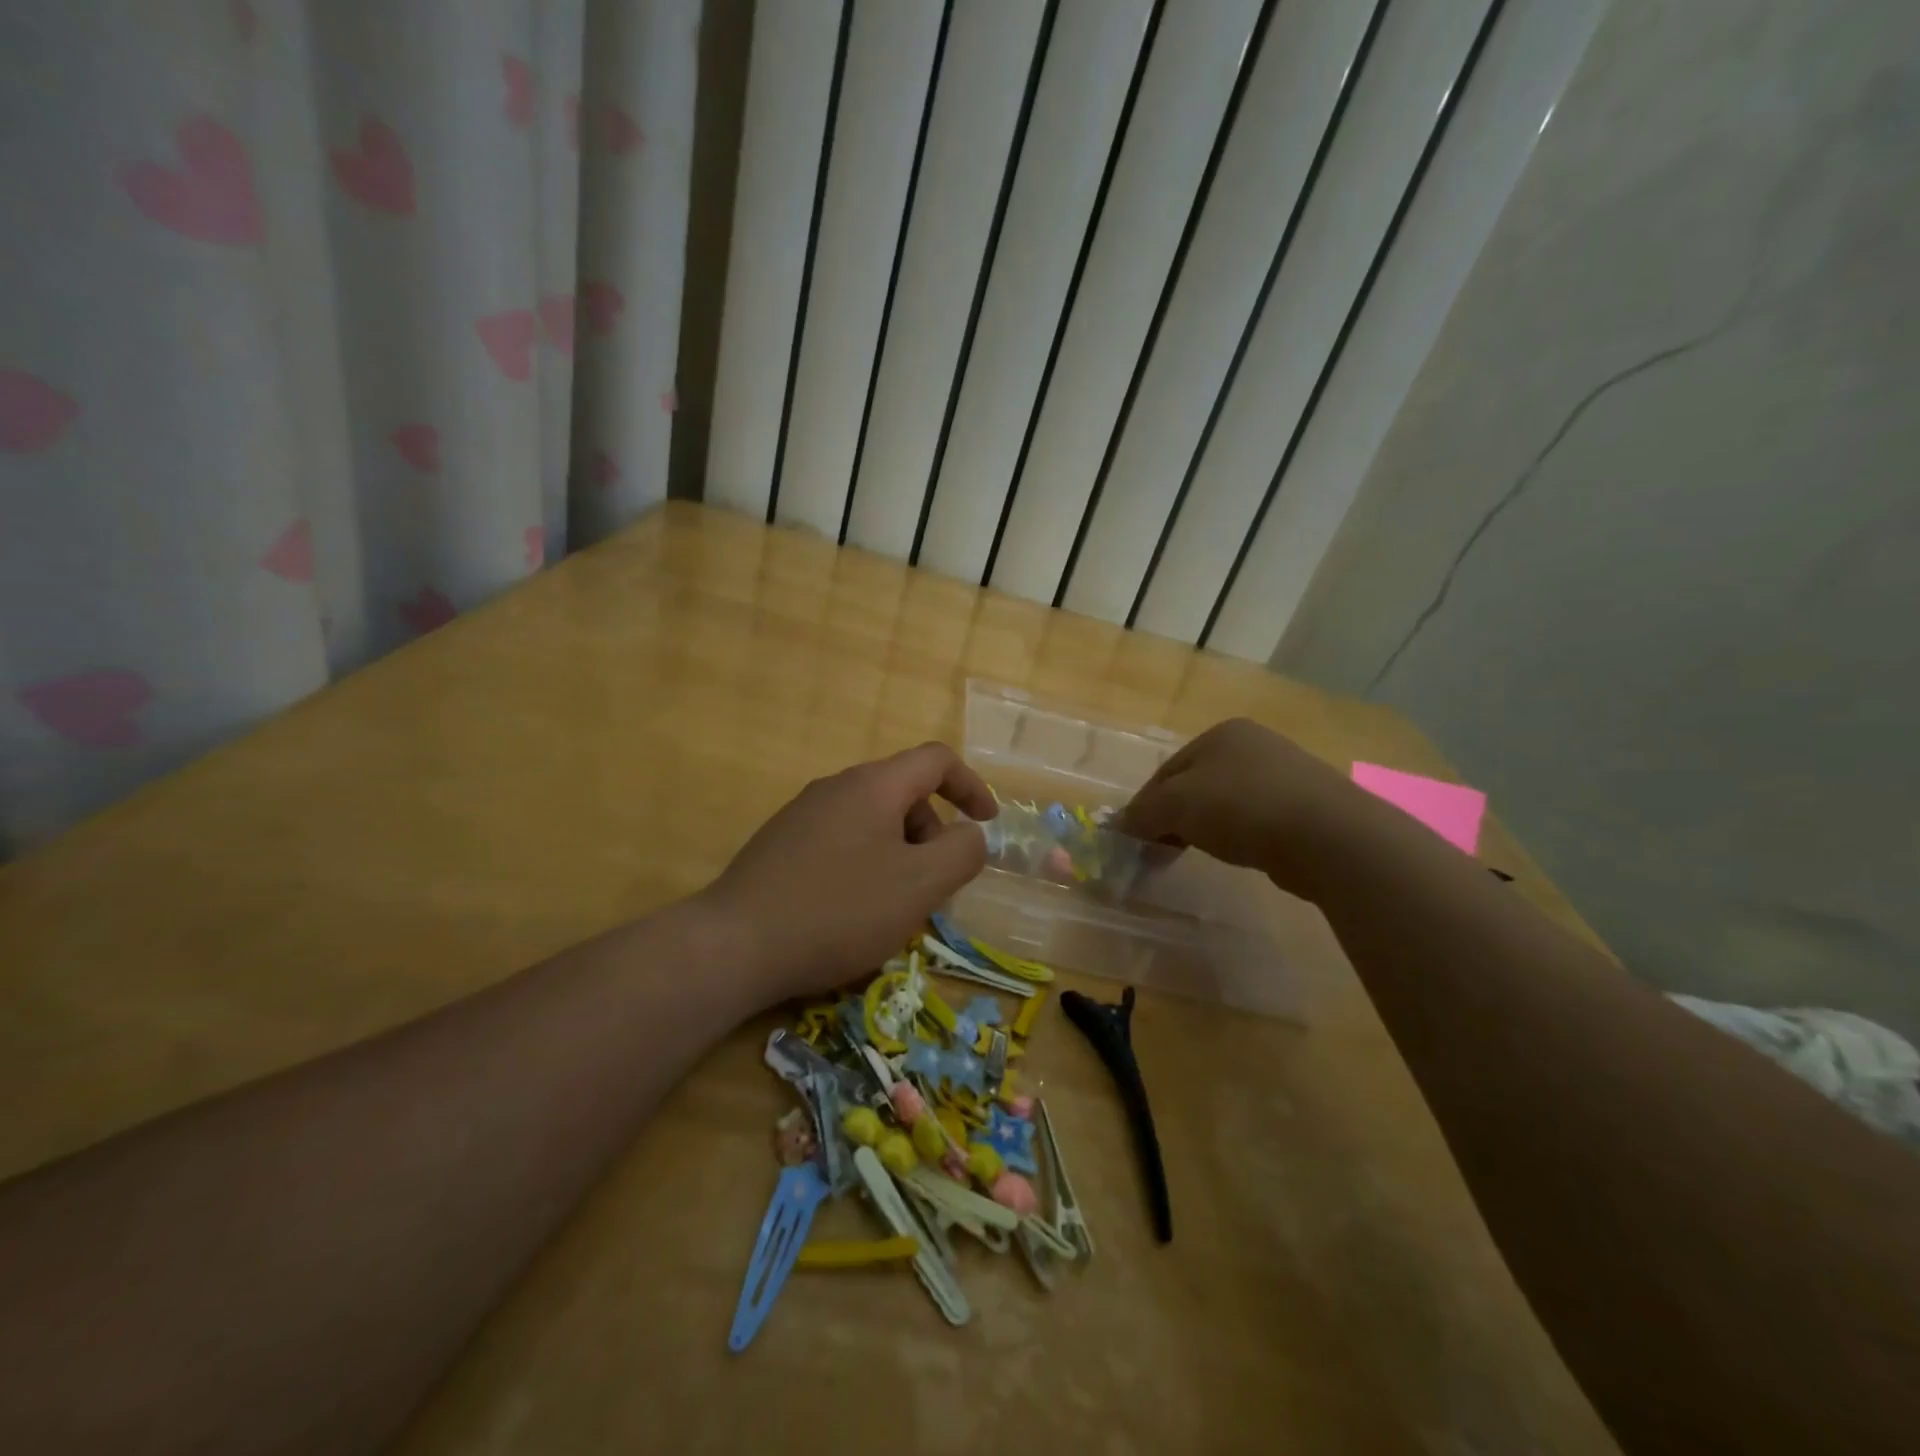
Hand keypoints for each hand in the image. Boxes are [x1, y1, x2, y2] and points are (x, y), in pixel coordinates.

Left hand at [704, 742, 996, 999]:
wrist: (735, 945)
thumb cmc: (839, 910)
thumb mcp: (919, 886)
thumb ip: (961, 853)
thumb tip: (970, 836)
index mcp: (873, 785)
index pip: (936, 760)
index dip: (971, 786)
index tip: (986, 825)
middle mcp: (836, 788)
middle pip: (903, 793)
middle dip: (932, 832)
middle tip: (933, 886)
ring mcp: (802, 815)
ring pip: (872, 821)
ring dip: (900, 853)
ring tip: (893, 906)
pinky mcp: (780, 845)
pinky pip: (841, 841)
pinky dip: (866, 865)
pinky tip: (851, 912)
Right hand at [1116, 718, 1354, 895]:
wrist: (1327, 835)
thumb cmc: (1241, 807)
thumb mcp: (1176, 806)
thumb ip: (1142, 813)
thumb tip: (1120, 826)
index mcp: (1221, 734)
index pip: (1166, 771)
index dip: (1144, 806)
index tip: (1135, 840)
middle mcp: (1254, 745)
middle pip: (1195, 785)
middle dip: (1173, 818)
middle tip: (1160, 852)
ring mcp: (1286, 773)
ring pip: (1226, 802)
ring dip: (1204, 828)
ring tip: (1196, 855)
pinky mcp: (1308, 806)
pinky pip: (1257, 819)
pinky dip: (1239, 835)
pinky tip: (1240, 853)